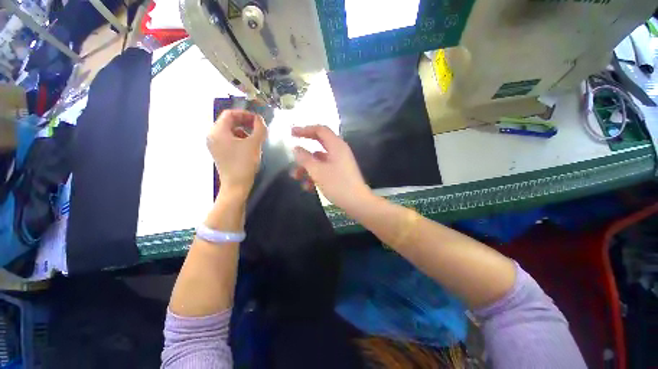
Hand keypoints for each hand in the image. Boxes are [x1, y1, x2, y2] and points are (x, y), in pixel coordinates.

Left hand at [207, 110, 266, 199]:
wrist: (236, 185)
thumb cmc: (244, 163)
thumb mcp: (254, 144)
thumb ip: (259, 128)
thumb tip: (260, 119)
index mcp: (218, 131)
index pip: (230, 114)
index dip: (245, 114)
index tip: (258, 120)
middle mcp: (212, 136)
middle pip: (229, 122)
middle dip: (245, 122)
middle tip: (258, 127)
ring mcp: (214, 145)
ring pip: (230, 131)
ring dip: (244, 131)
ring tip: (255, 138)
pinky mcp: (219, 152)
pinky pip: (229, 140)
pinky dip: (240, 139)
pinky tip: (249, 146)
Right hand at [290, 125, 370, 210]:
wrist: (357, 203)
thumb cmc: (337, 185)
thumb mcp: (317, 171)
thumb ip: (305, 158)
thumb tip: (296, 148)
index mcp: (336, 145)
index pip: (320, 130)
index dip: (305, 129)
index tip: (291, 134)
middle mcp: (339, 151)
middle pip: (319, 145)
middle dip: (304, 152)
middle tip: (292, 155)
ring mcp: (340, 163)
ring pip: (320, 160)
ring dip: (307, 167)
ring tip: (296, 177)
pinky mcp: (340, 173)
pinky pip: (325, 169)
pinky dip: (315, 175)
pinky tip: (308, 187)